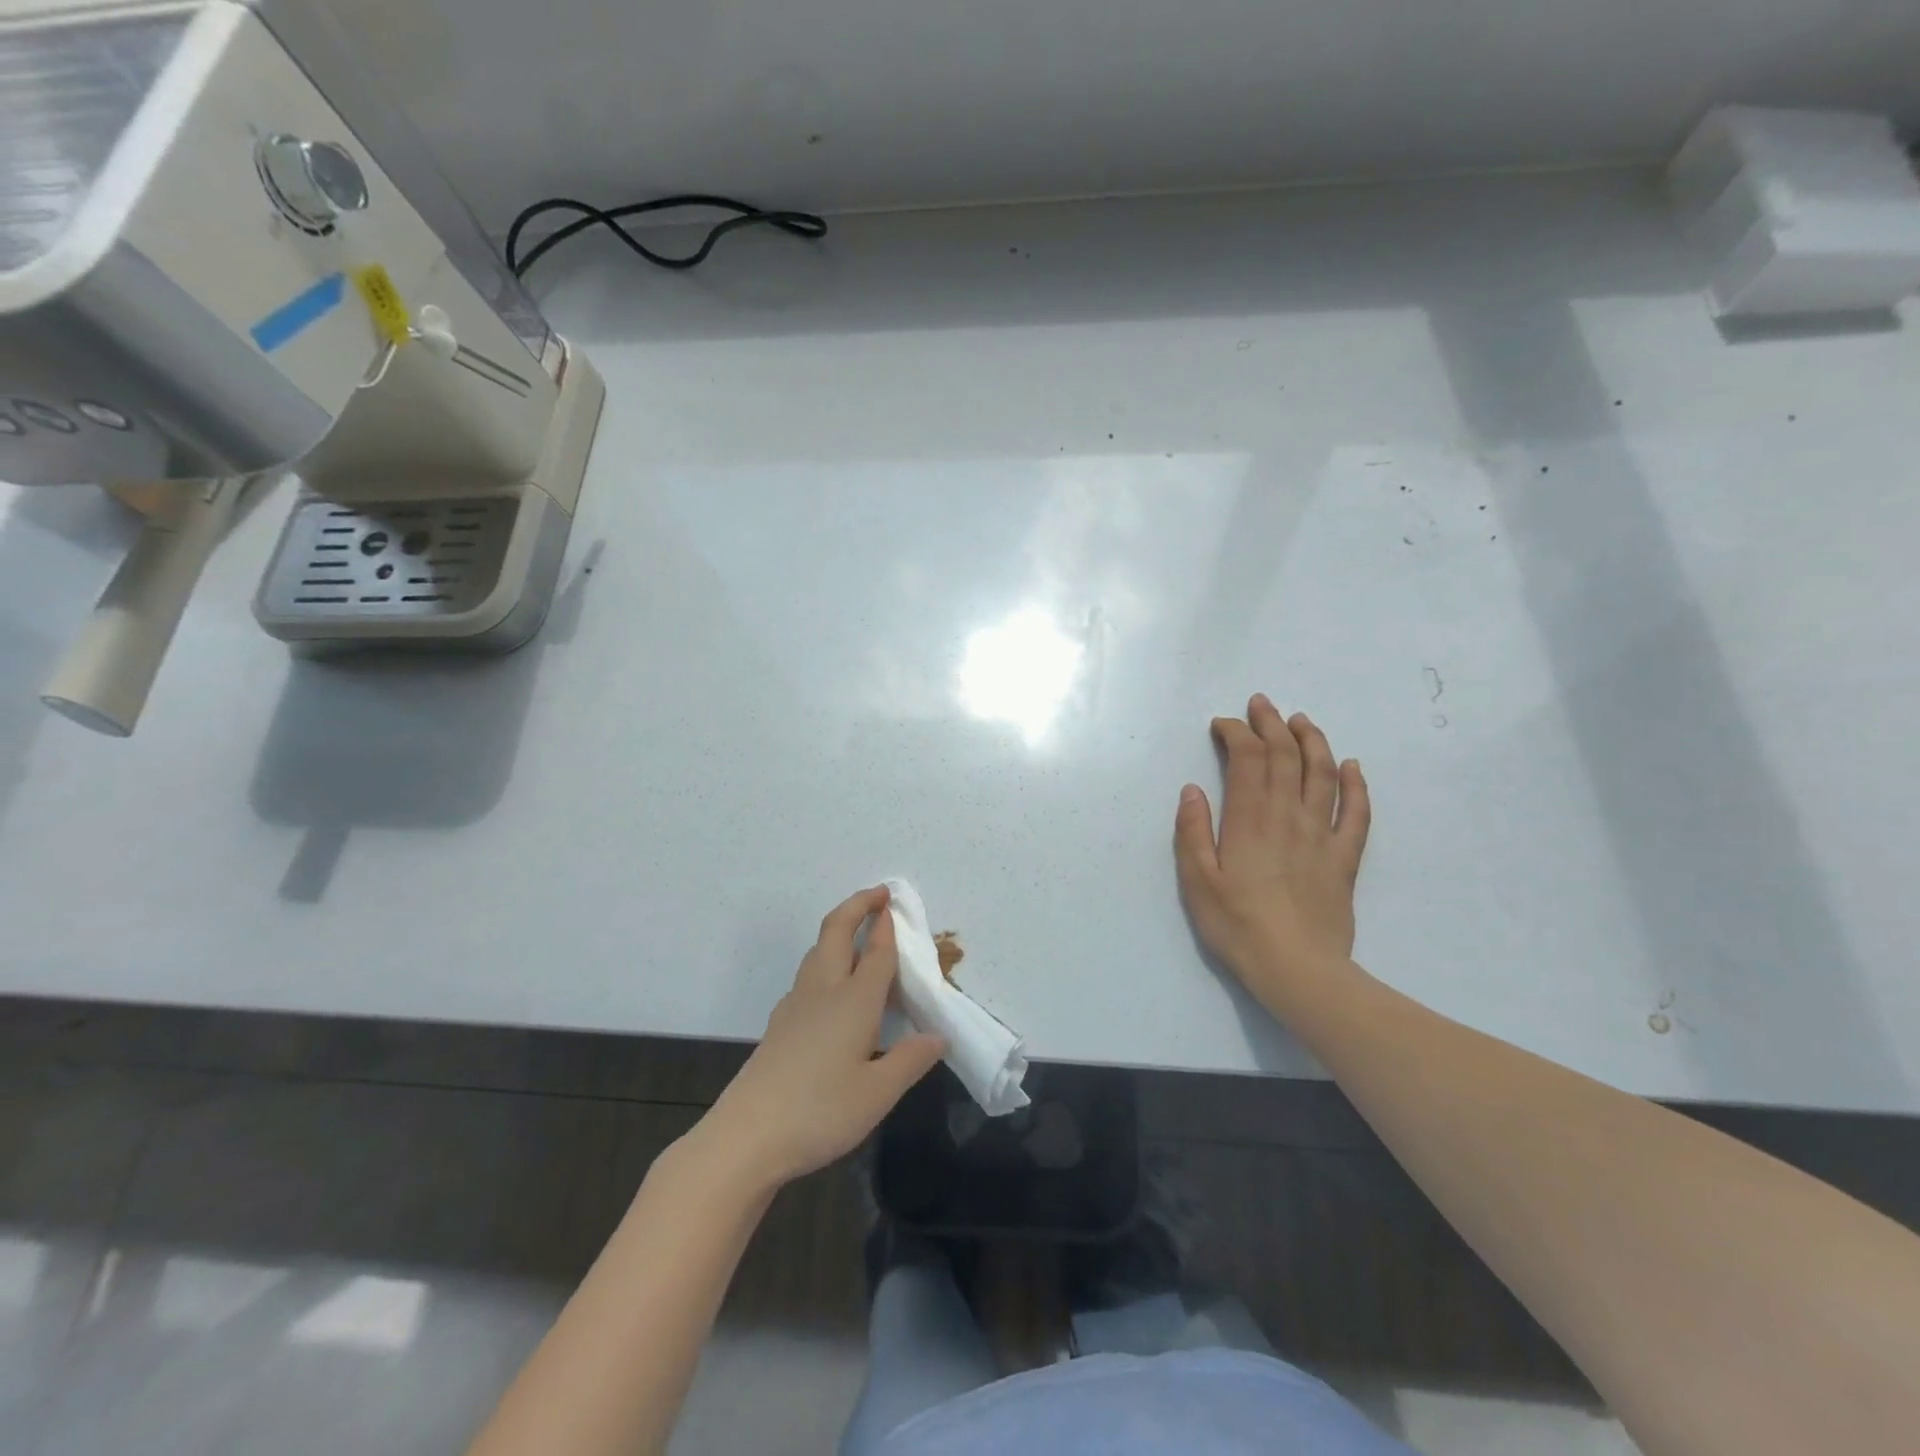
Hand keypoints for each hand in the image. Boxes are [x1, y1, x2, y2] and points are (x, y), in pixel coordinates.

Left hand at [701, 886, 945, 1188]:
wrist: (746, 1136)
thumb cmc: (819, 1111)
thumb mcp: (878, 1094)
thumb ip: (910, 1060)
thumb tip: (938, 1037)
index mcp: (854, 1000)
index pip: (876, 952)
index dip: (887, 926)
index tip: (895, 905)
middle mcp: (824, 990)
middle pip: (836, 932)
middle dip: (856, 906)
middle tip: (878, 897)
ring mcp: (796, 1005)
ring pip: (817, 951)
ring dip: (838, 932)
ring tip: (858, 936)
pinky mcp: (780, 1024)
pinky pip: (808, 976)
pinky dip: (825, 961)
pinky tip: (832, 990)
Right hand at [1174, 694, 1371, 1007]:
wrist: (1298, 969)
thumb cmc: (1238, 926)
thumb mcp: (1197, 882)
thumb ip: (1193, 831)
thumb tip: (1192, 789)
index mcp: (1249, 820)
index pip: (1247, 760)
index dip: (1236, 734)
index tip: (1222, 724)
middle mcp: (1288, 817)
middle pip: (1285, 757)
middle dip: (1272, 725)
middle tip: (1261, 704)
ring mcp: (1322, 835)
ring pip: (1323, 775)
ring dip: (1312, 741)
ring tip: (1302, 720)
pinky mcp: (1345, 858)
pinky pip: (1357, 813)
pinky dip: (1357, 785)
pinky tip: (1352, 766)